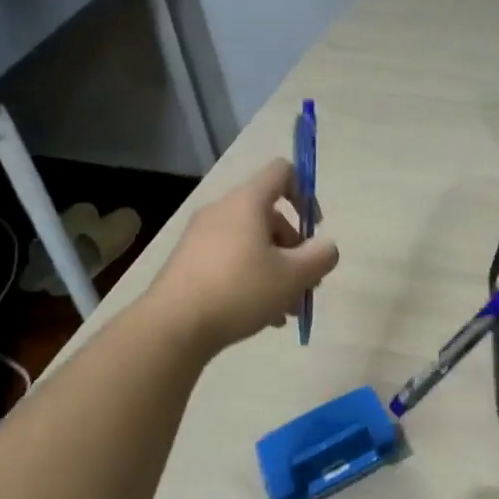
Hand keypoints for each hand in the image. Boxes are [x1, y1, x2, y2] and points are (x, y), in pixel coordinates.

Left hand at [147, 159, 338, 354]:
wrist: (172, 327)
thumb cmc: (240, 290)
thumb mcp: (294, 276)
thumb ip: (320, 257)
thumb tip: (326, 247)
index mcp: (247, 203)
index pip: (281, 171)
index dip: (305, 192)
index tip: (313, 227)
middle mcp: (221, 212)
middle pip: (270, 216)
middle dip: (294, 247)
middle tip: (306, 281)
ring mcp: (201, 238)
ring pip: (252, 244)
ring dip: (277, 270)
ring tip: (289, 309)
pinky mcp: (189, 263)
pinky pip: (231, 261)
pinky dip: (252, 280)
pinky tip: (264, 317)